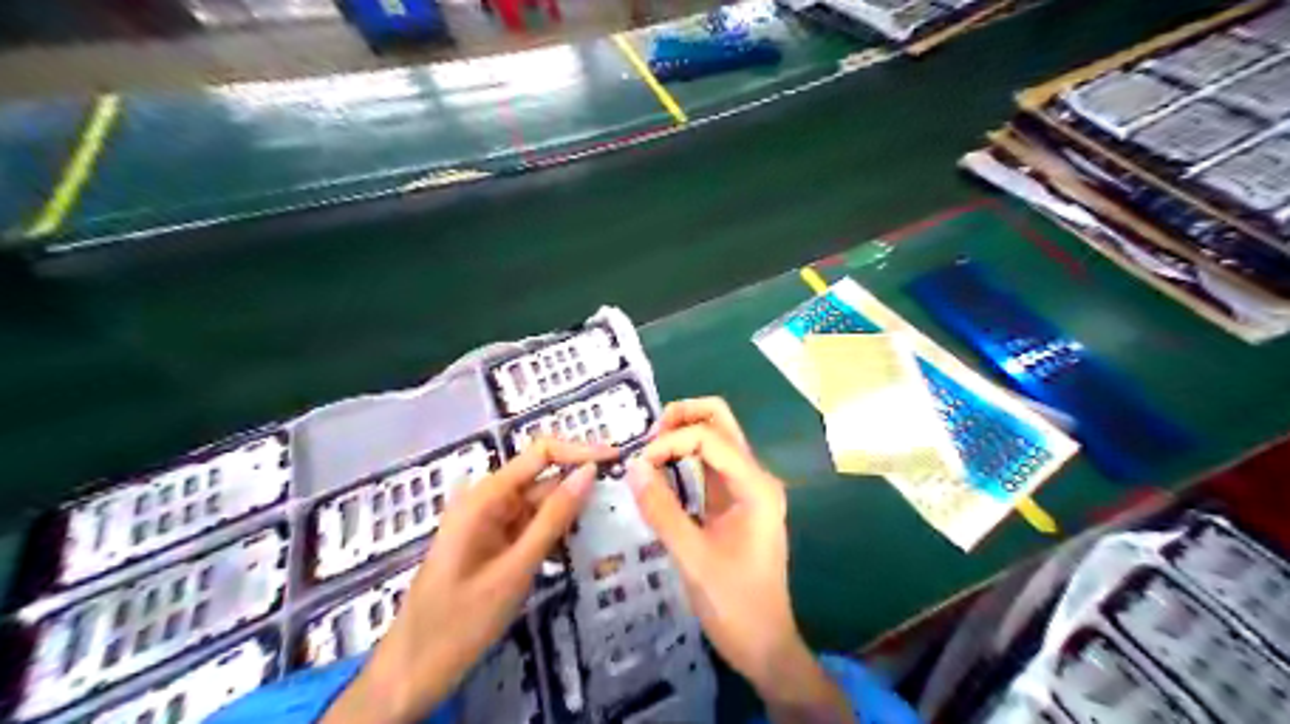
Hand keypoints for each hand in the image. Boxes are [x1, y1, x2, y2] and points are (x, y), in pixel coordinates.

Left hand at [321, 436, 613, 723]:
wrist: (412, 672)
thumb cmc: (460, 621)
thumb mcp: (516, 569)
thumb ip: (554, 518)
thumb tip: (589, 472)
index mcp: (484, 496)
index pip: (540, 453)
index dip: (579, 450)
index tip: (617, 458)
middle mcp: (486, 500)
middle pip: (542, 476)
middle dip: (579, 482)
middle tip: (623, 495)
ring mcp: (489, 522)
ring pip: (539, 502)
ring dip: (569, 510)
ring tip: (608, 517)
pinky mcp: (493, 542)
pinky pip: (529, 524)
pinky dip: (554, 530)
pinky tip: (577, 540)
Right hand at [628, 400, 854, 722]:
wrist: (765, 645)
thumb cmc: (735, 605)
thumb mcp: (693, 559)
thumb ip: (662, 510)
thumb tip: (633, 467)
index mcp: (755, 486)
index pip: (710, 438)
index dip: (670, 442)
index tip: (639, 466)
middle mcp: (756, 477)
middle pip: (721, 421)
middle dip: (683, 418)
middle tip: (648, 437)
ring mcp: (747, 488)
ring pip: (716, 438)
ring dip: (683, 434)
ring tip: (649, 450)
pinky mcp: (736, 501)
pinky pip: (711, 464)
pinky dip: (685, 456)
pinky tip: (662, 468)